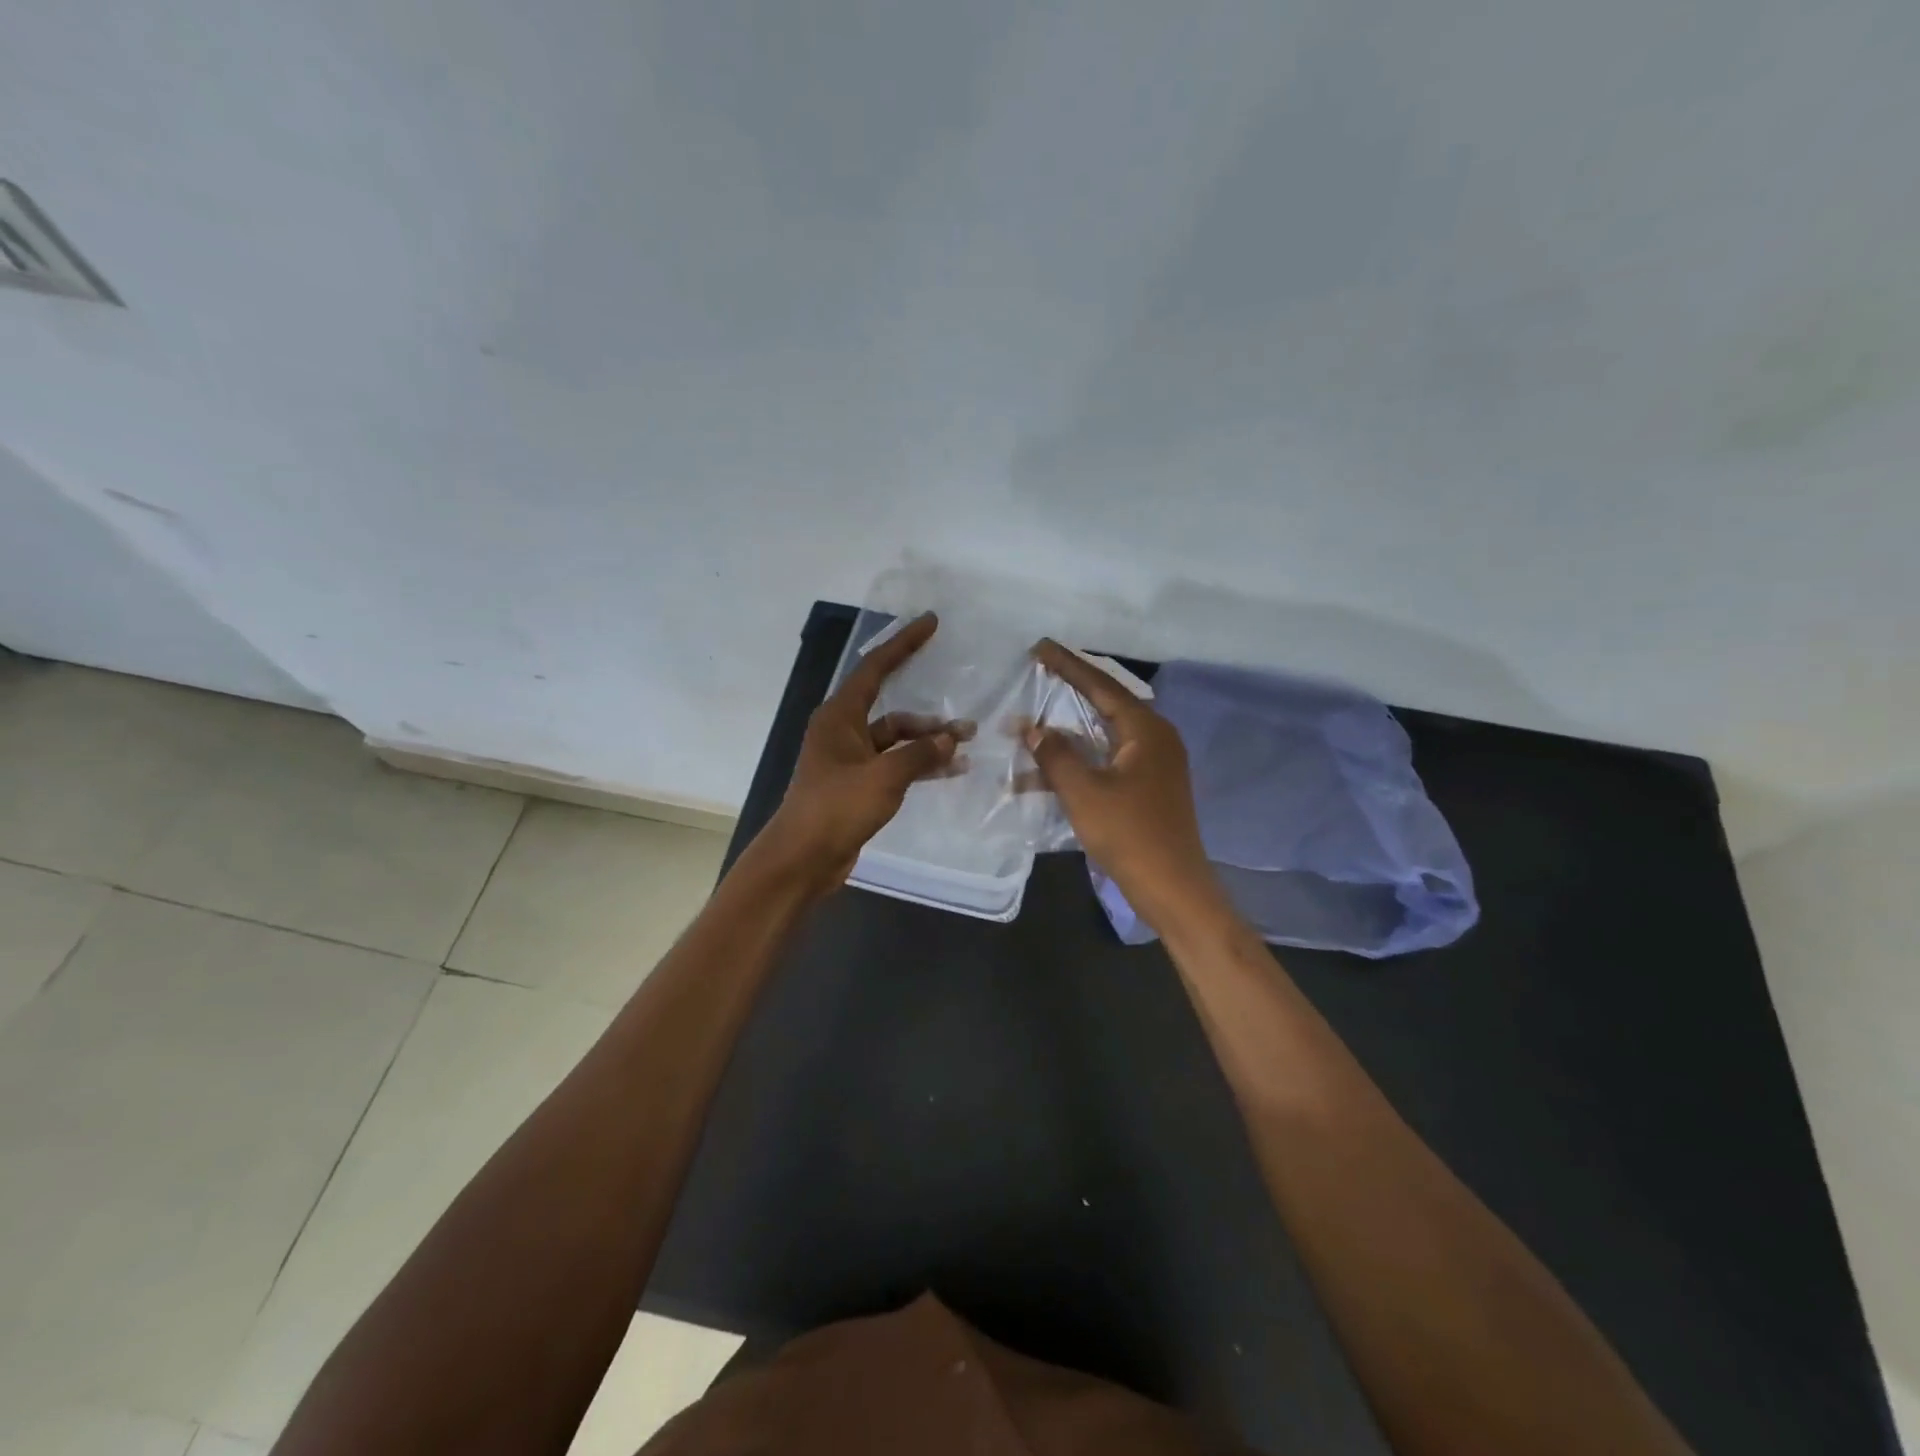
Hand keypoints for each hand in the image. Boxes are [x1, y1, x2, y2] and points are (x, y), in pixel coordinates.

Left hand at [756, 613, 969, 896]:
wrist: (803, 859)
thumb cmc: (837, 808)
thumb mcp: (884, 777)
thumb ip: (919, 754)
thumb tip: (950, 740)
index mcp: (839, 716)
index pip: (875, 668)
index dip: (904, 643)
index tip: (931, 623)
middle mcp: (843, 732)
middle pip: (893, 711)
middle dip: (929, 718)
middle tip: (967, 723)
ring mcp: (851, 760)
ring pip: (897, 742)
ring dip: (928, 744)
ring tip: (966, 749)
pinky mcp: (859, 785)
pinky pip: (895, 765)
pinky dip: (919, 766)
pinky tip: (950, 771)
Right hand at [1025, 640, 1224, 932]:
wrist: (1172, 887)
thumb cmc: (1129, 834)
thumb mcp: (1084, 792)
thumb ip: (1055, 755)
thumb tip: (1032, 728)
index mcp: (1146, 730)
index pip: (1101, 685)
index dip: (1068, 666)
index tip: (1040, 647)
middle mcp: (1155, 739)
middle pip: (1107, 704)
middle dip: (1070, 690)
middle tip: (1040, 671)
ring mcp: (1155, 765)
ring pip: (1104, 735)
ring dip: (1069, 732)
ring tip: (1034, 720)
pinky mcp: (1148, 787)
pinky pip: (1108, 760)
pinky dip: (1079, 761)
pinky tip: (1046, 773)